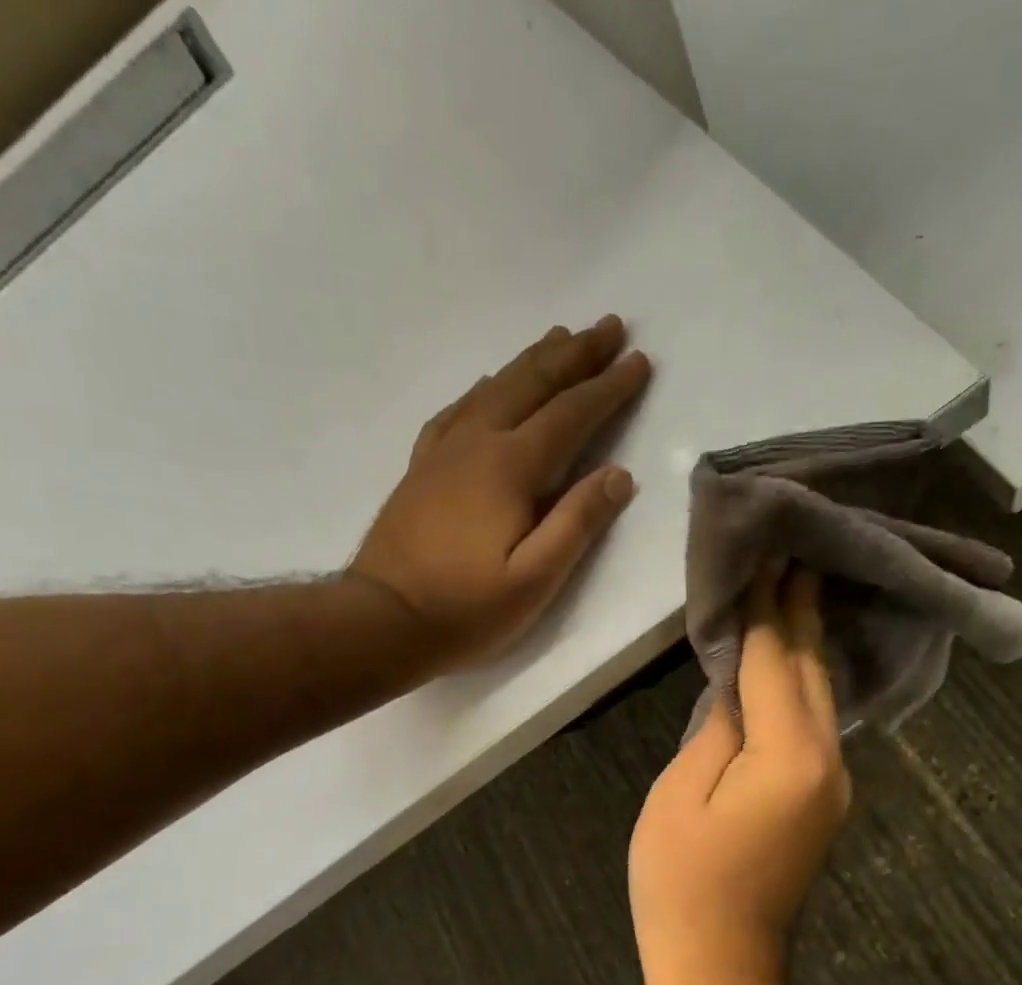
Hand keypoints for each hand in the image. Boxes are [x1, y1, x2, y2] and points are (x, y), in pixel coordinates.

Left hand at [348, 315, 652, 676]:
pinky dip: (485, 387)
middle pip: (531, 384)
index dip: (608, 388)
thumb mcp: (535, 580)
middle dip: (574, 354)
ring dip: (532, 360)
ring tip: (559, 337)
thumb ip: (577, 523)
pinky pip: (458, 409)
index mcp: (509, 468)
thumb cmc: (466, 609)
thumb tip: (618, 475)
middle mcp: (476, 443)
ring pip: (494, 387)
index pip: (571, 415)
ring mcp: (443, 452)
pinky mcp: (421, 468)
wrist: (382, 621)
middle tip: (608, 325)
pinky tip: (490, 384)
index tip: (638, 361)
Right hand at [628, 566, 851, 984]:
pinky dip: (805, 684)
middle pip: (813, 670)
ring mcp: (834, 783)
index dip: (768, 607)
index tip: (770, 552)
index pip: (777, 661)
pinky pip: (818, 724)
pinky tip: (795, 660)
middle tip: (796, 552)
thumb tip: (739, 682)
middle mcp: (829, 760)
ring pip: (823, 695)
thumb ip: (716, 728)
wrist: (722, 965)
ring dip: (808, 642)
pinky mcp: (825, 799)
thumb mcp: (679, 794)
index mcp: (789, 755)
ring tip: (797, 589)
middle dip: (801, 610)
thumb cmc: (682, 883)